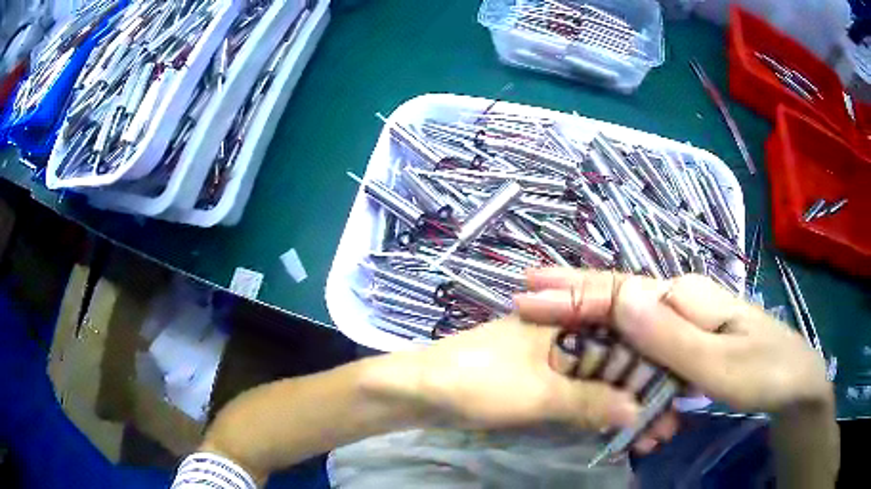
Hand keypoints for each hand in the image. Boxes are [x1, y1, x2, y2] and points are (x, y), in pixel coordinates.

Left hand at [403, 315, 642, 431]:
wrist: (417, 392)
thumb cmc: (476, 381)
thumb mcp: (538, 393)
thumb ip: (591, 401)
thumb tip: (639, 412)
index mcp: (568, 316)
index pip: (626, 336)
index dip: (652, 367)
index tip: (673, 399)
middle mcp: (568, 331)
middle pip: (618, 361)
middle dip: (643, 393)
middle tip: (665, 427)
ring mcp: (555, 357)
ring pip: (602, 379)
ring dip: (624, 406)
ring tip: (651, 436)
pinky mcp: (542, 380)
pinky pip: (581, 392)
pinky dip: (599, 411)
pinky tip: (620, 430)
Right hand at [513, 268, 832, 413]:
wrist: (794, 382)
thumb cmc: (763, 372)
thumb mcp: (718, 363)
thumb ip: (670, 336)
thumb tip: (622, 299)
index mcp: (685, 296)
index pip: (617, 289)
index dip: (570, 294)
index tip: (524, 297)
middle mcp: (680, 299)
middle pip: (617, 298)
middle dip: (570, 297)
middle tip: (523, 298)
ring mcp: (686, 319)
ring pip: (630, 323)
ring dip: (591, 328)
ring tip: (549, 324)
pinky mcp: (689, 340)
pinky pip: (646, 343)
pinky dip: (618, 350)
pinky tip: (600, 358)